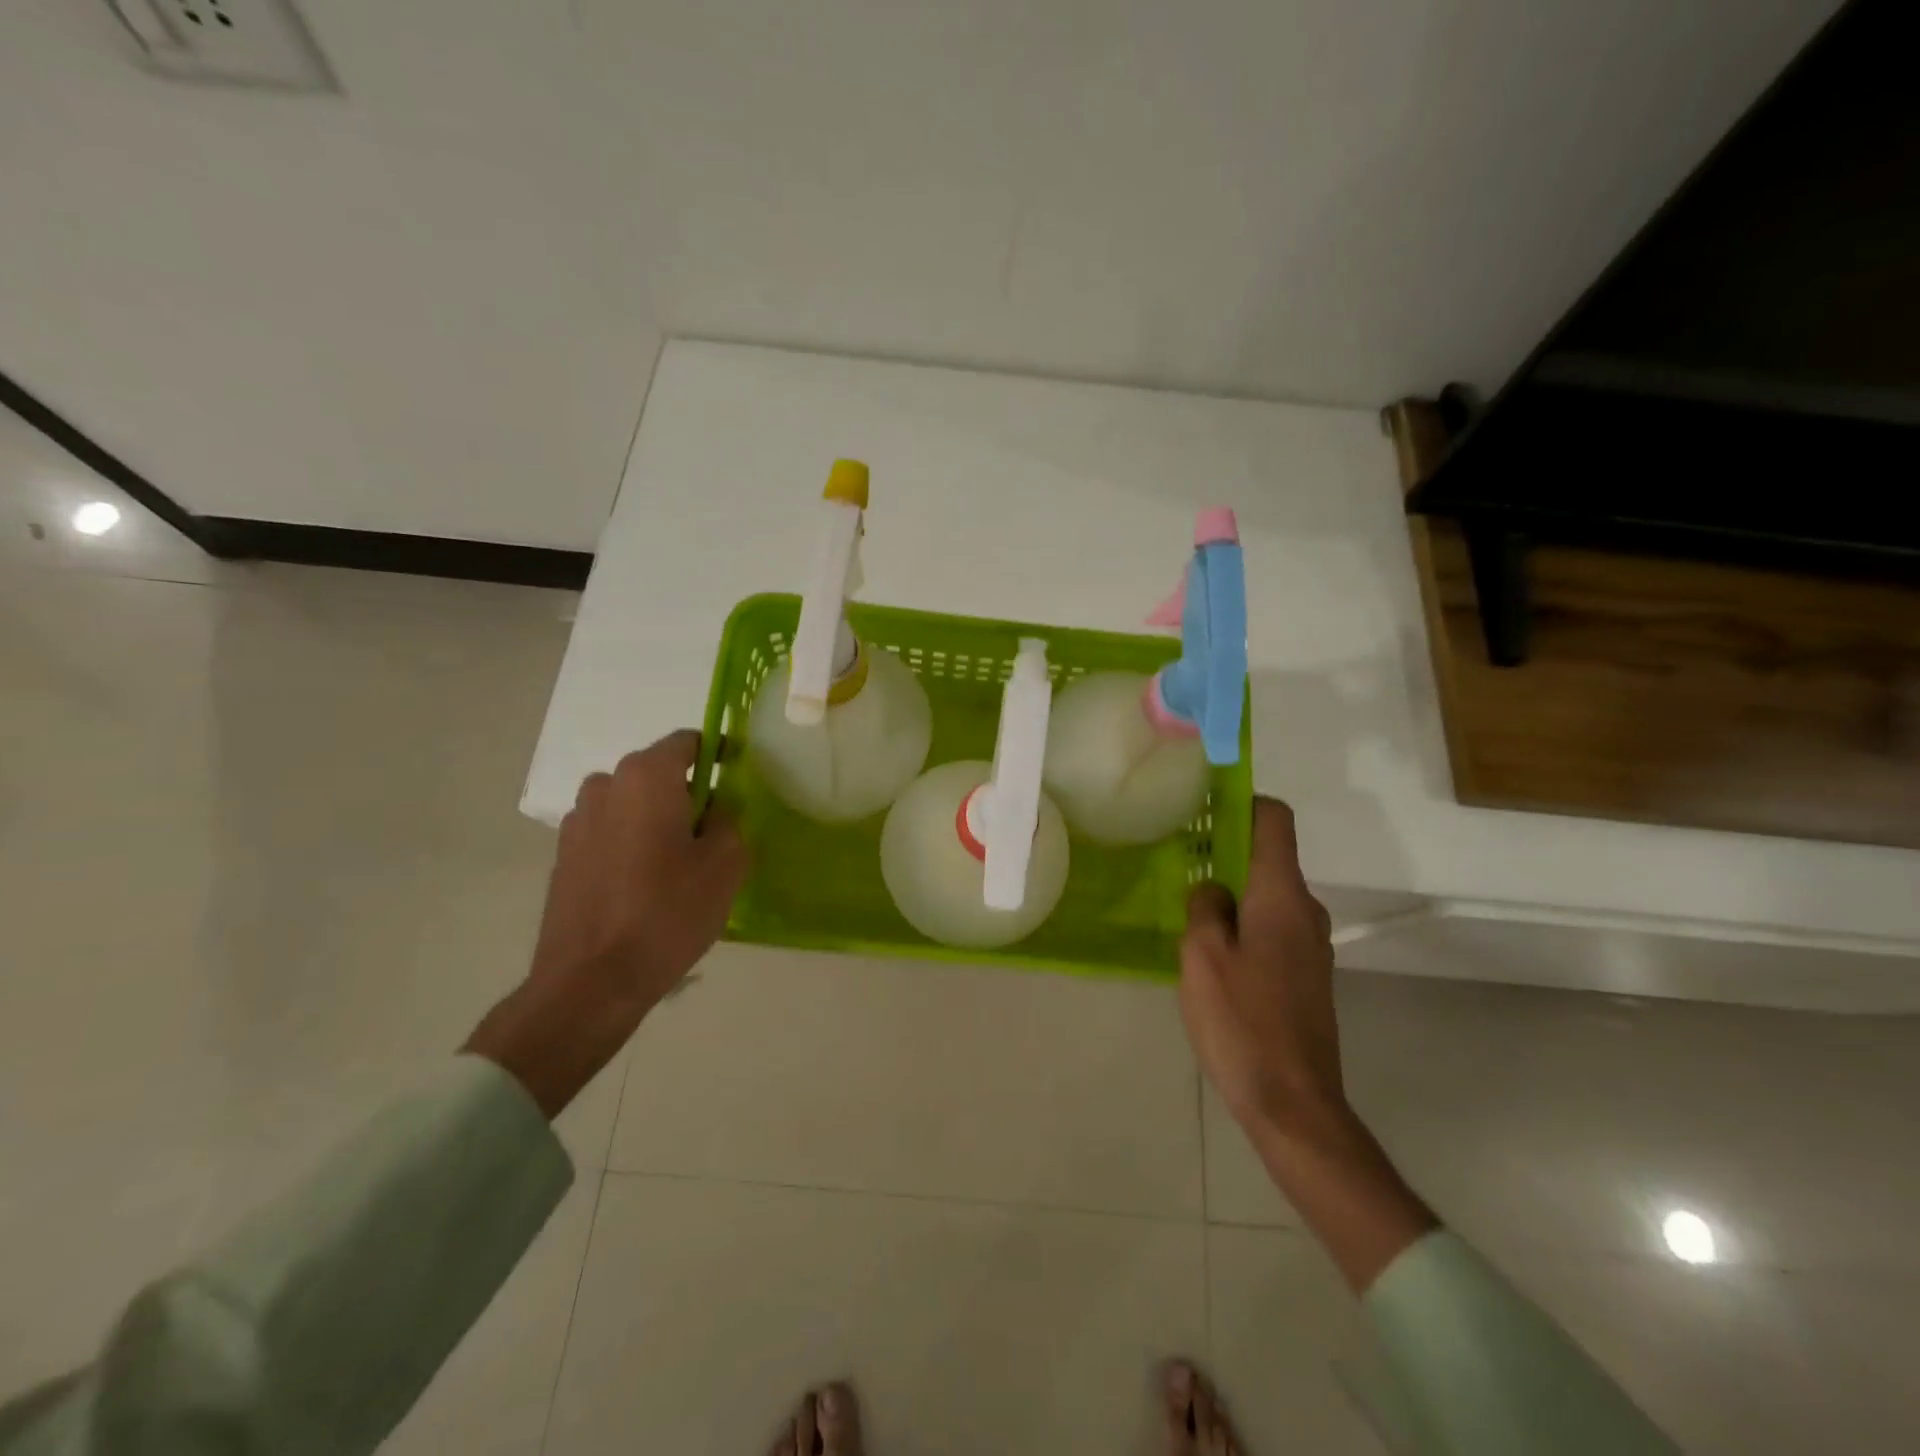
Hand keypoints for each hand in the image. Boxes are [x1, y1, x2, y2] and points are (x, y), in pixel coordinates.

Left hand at [529, 730, 747, 1007]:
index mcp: (646, 776)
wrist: (591, 981)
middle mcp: (605, 786)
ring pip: (632, 805)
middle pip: (658, 774)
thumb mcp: (726, 863)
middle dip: (687, 794)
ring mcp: (577, 821)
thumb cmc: (668, 912)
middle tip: (713, 834)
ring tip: (678, 866)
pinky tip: (646, 886)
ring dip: (656, 821)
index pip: (688, 741)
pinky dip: (631, 845)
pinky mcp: (563, 856)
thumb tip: (717, 807)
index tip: (736, 782)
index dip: (717, 755)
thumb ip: (729, 819)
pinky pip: (610, 833)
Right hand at [1179, 796, 1343, 1137]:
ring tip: (1187, 910)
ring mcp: (1311, 946)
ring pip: (1268, 896)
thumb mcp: (1202, 956)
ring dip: (1232, 892)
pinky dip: (1244, 924)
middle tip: (1179, 863)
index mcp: (1282, 896)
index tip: (1205, 808)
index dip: (1243, 802)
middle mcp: (1306, 911)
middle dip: (1226, 852)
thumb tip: (1213, 888)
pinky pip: (1273, 928)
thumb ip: (1204, 907)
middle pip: (1269, 857)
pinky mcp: (1307, 976)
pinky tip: (1212, 953)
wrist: (1293, 1104)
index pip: (1274, 821)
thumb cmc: (1242, 1021)